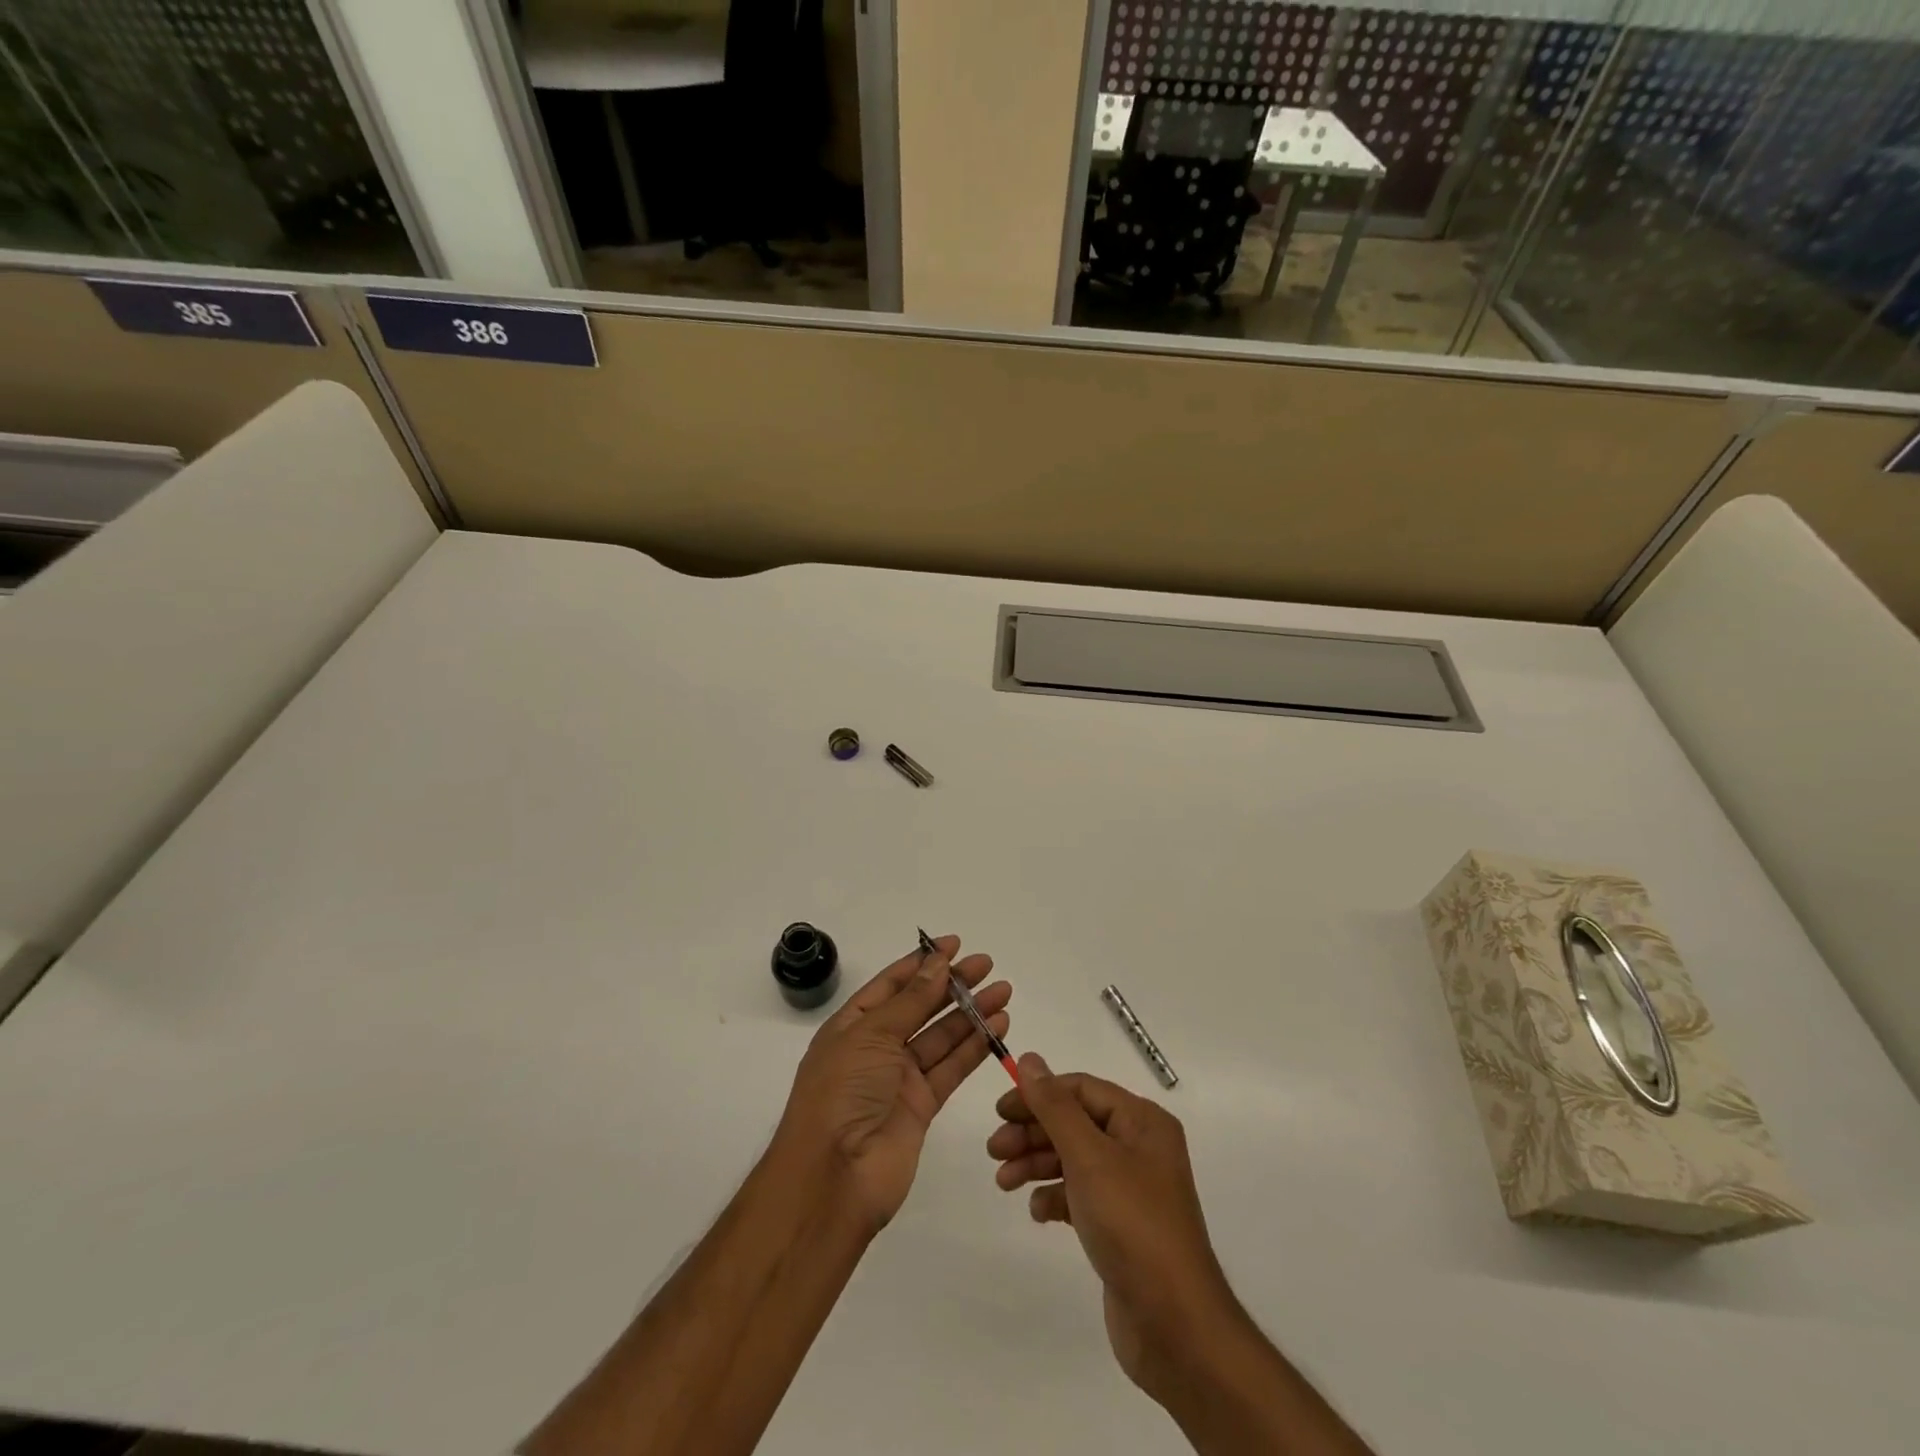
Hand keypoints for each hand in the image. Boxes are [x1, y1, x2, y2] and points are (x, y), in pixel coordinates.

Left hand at [777, 934, 1009, 1235]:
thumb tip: (937, 962)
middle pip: (920, 1007)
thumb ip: (911, 1000)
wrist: (834, 1177)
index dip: (922, 963)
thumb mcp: (871, 1035)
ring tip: (1003, 991)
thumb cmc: (842, 1092)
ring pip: (941, 1036)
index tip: (954, 945)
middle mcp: (876, 1048)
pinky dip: (974, 1047)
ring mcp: (899, 1078)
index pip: (891, 984)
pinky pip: (951, 1068)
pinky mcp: (922, 1107)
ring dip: (971, 1013)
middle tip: (986, 965)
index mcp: (852, 1025)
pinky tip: (998, 1027)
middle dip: (952, 985)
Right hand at [987, 1055, 1239, 1399]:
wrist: (1174, 1325)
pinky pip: (1080, 1195)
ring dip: (1036, 1163)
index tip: (1000, 1111)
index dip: (1039, 1094)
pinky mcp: (1121, 1225)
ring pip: (1073, 1159)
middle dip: (1033, 1132)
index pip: (1081, 1089)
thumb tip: (1029, 1059)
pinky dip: (1055, 1196)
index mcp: (1142, 1121)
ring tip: (1004, 1181)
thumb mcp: (1089, 1156)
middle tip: (994, 1150)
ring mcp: (1131, 1188)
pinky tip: (1038, 1212)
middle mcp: (1139, 1147)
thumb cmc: (1132, 1224)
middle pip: (1075, 1123)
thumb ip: (1055, 1107)